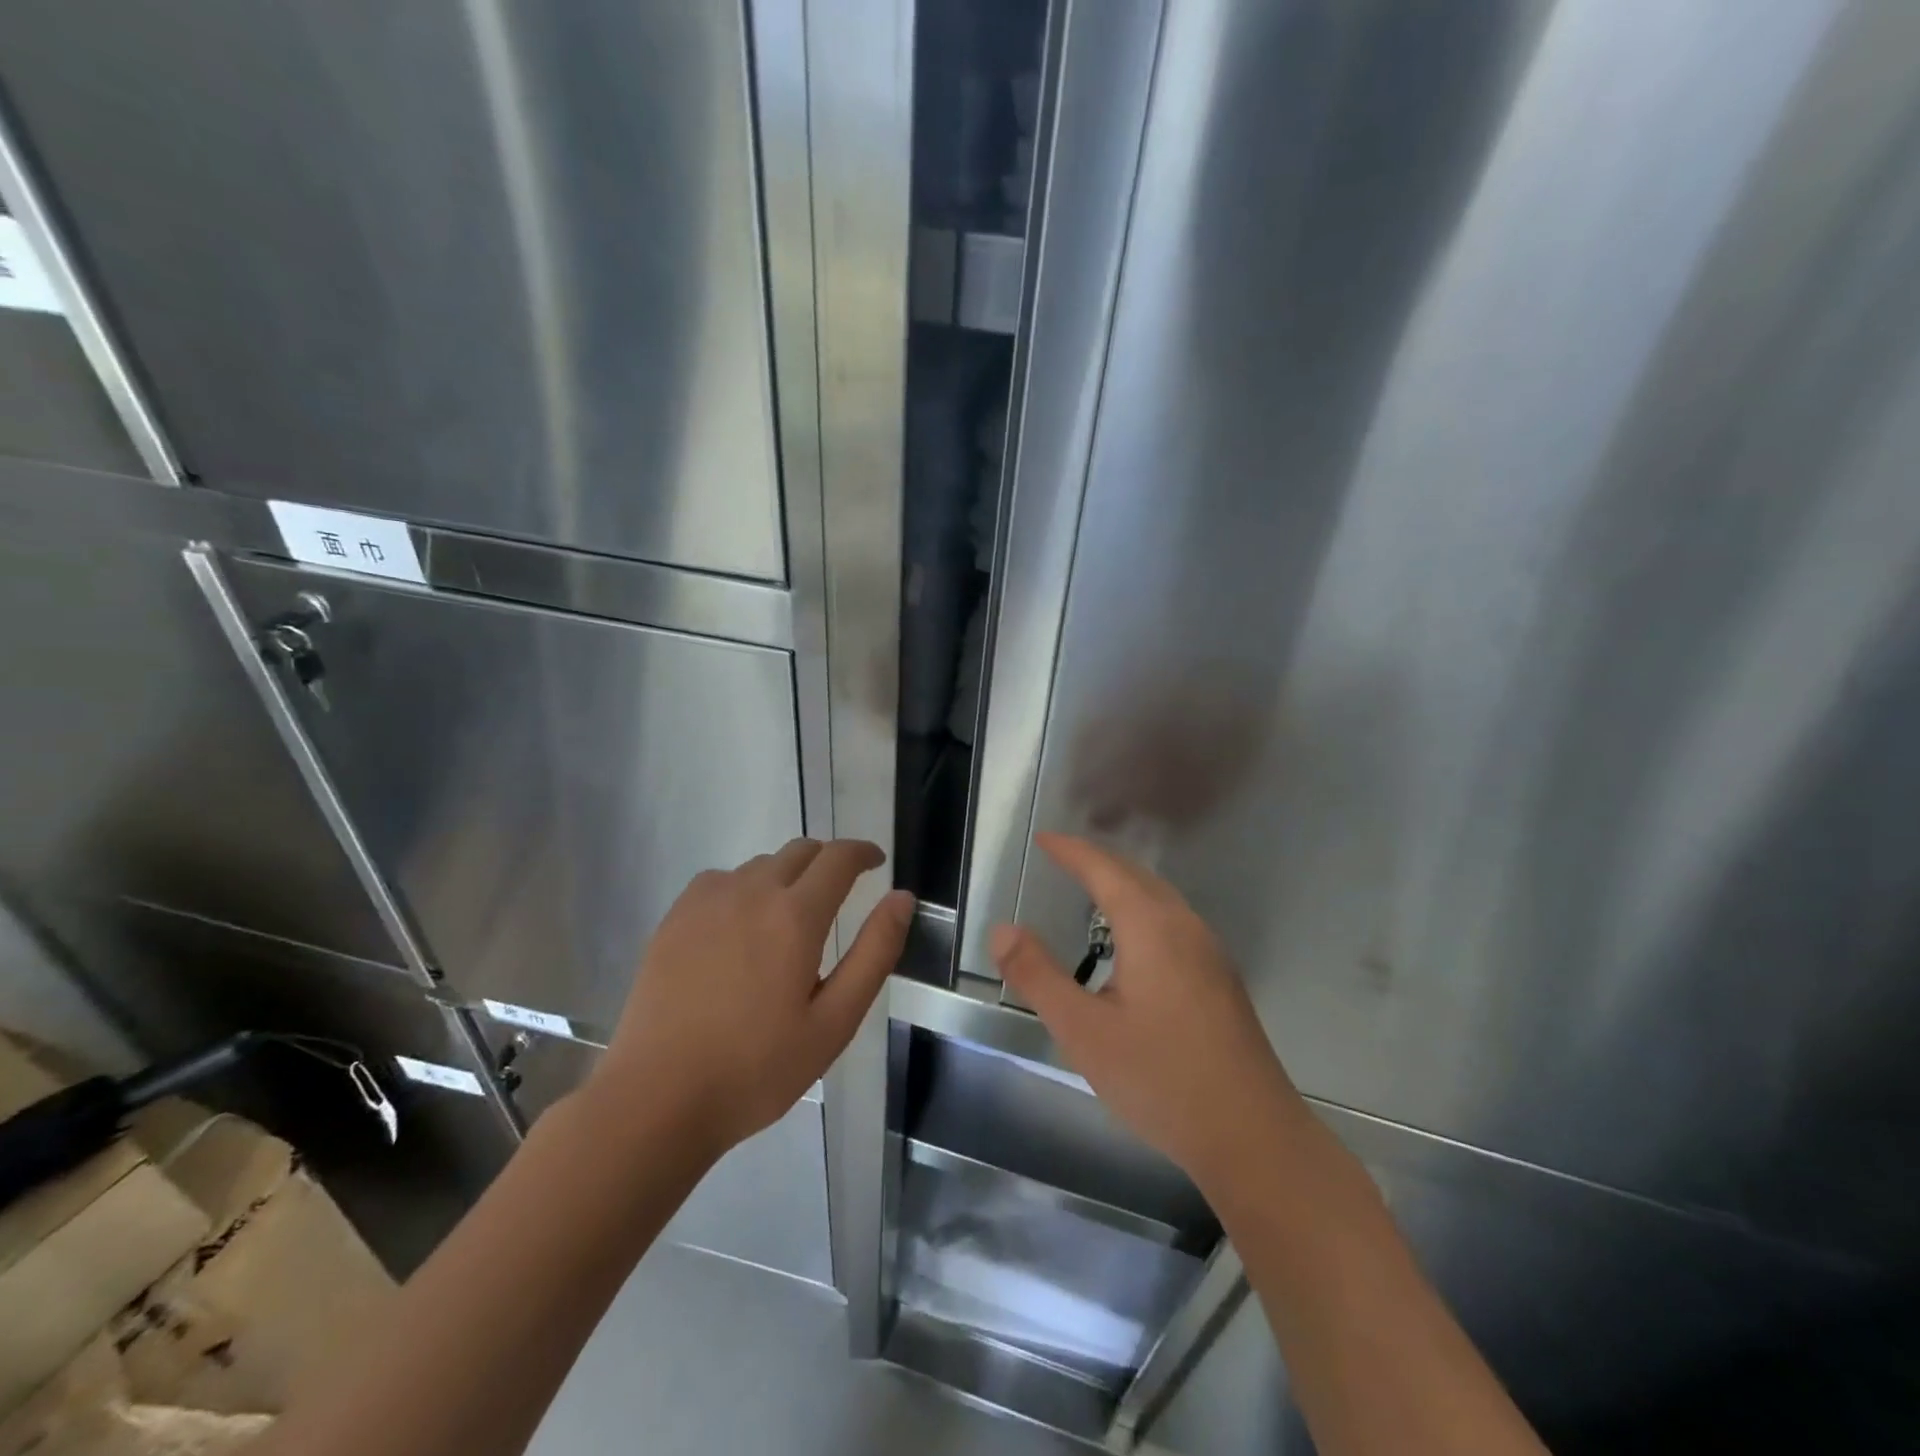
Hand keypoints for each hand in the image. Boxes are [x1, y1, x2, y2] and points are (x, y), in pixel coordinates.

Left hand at [593, 838, 913, 1156]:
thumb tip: (902, 898)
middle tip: (840, 892)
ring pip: (760, 865)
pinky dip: (744, 887)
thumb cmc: (757, 1068)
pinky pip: (721, 880)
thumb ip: (874, 952)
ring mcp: (707, 901)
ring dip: (786, 876)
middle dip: (828, 861)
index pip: (838, 858)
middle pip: (800, 851)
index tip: (876, 862)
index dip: (863, 852)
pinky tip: (740, 926)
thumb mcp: (834, 1022)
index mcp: (795, 916)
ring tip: (789, 918)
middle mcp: (751, 892)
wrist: (657, 1099)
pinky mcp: (675, 918)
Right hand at [991, 834, 1309, 1197]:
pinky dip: (1142, 907)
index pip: (1104, 869)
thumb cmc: (1161, 1079)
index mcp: (1151, 927)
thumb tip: (1001, 929)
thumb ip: (1038, 976)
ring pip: (1160, 897)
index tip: (1042, 838)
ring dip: (1123, 883)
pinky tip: (1132, 940)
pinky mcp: (1220, 979)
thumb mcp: (1083, 1031)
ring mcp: (1210, 952)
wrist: (1253, 1137)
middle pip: (1136, 875)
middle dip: (1096, 860)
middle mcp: (1185, 927)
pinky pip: (1173, 920)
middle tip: (1060, 856)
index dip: (1071, 851)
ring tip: (1090, 889)